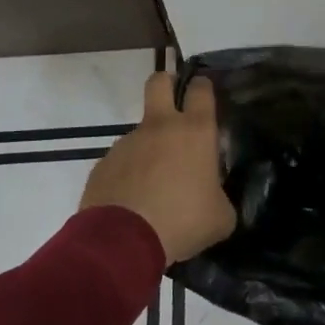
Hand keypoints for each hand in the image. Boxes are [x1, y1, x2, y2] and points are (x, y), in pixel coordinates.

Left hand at [81, 72, 236, 266]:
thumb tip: (215, 198)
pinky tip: (133, 202)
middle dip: (167, 83)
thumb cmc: (183, 221)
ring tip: (154, 185)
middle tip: (174, 102)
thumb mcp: (221, 217)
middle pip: (159, 82)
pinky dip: (129, 174)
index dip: (203, 87)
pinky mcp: (104, 163)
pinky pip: (121, 161)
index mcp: (195, 132)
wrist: (123, 241)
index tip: (204, 94)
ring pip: (140, 131)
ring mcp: (127, 142)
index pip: (201, 89)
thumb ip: (221, 198)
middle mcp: (160, 127)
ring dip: (149, 147)